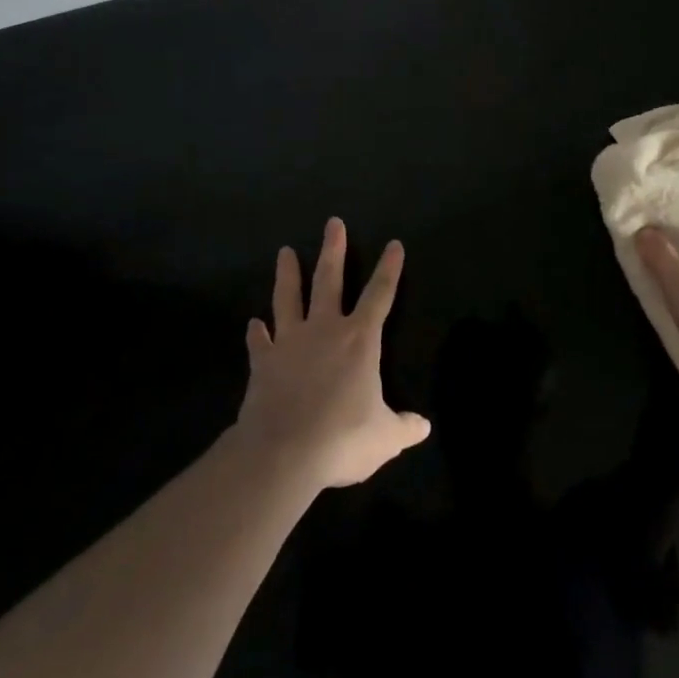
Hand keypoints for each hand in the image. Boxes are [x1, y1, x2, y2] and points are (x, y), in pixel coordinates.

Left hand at [237, 218, 430, 488]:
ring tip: (285, 252)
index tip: (394, 244)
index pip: (380, 294)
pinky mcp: (263, 363)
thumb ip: (405, 427)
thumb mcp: (384, 437)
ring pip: (289, 299)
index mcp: (360, 339)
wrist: (282, 454)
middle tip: (332, 223)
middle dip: (333, 250)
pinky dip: (257, 334)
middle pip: (330, 280)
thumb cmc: (341, 438)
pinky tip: (253, 324)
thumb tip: (424, 427)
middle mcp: (325, 330)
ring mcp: (290, 343)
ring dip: (288, 274)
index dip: (389, 269)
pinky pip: (259, 343)